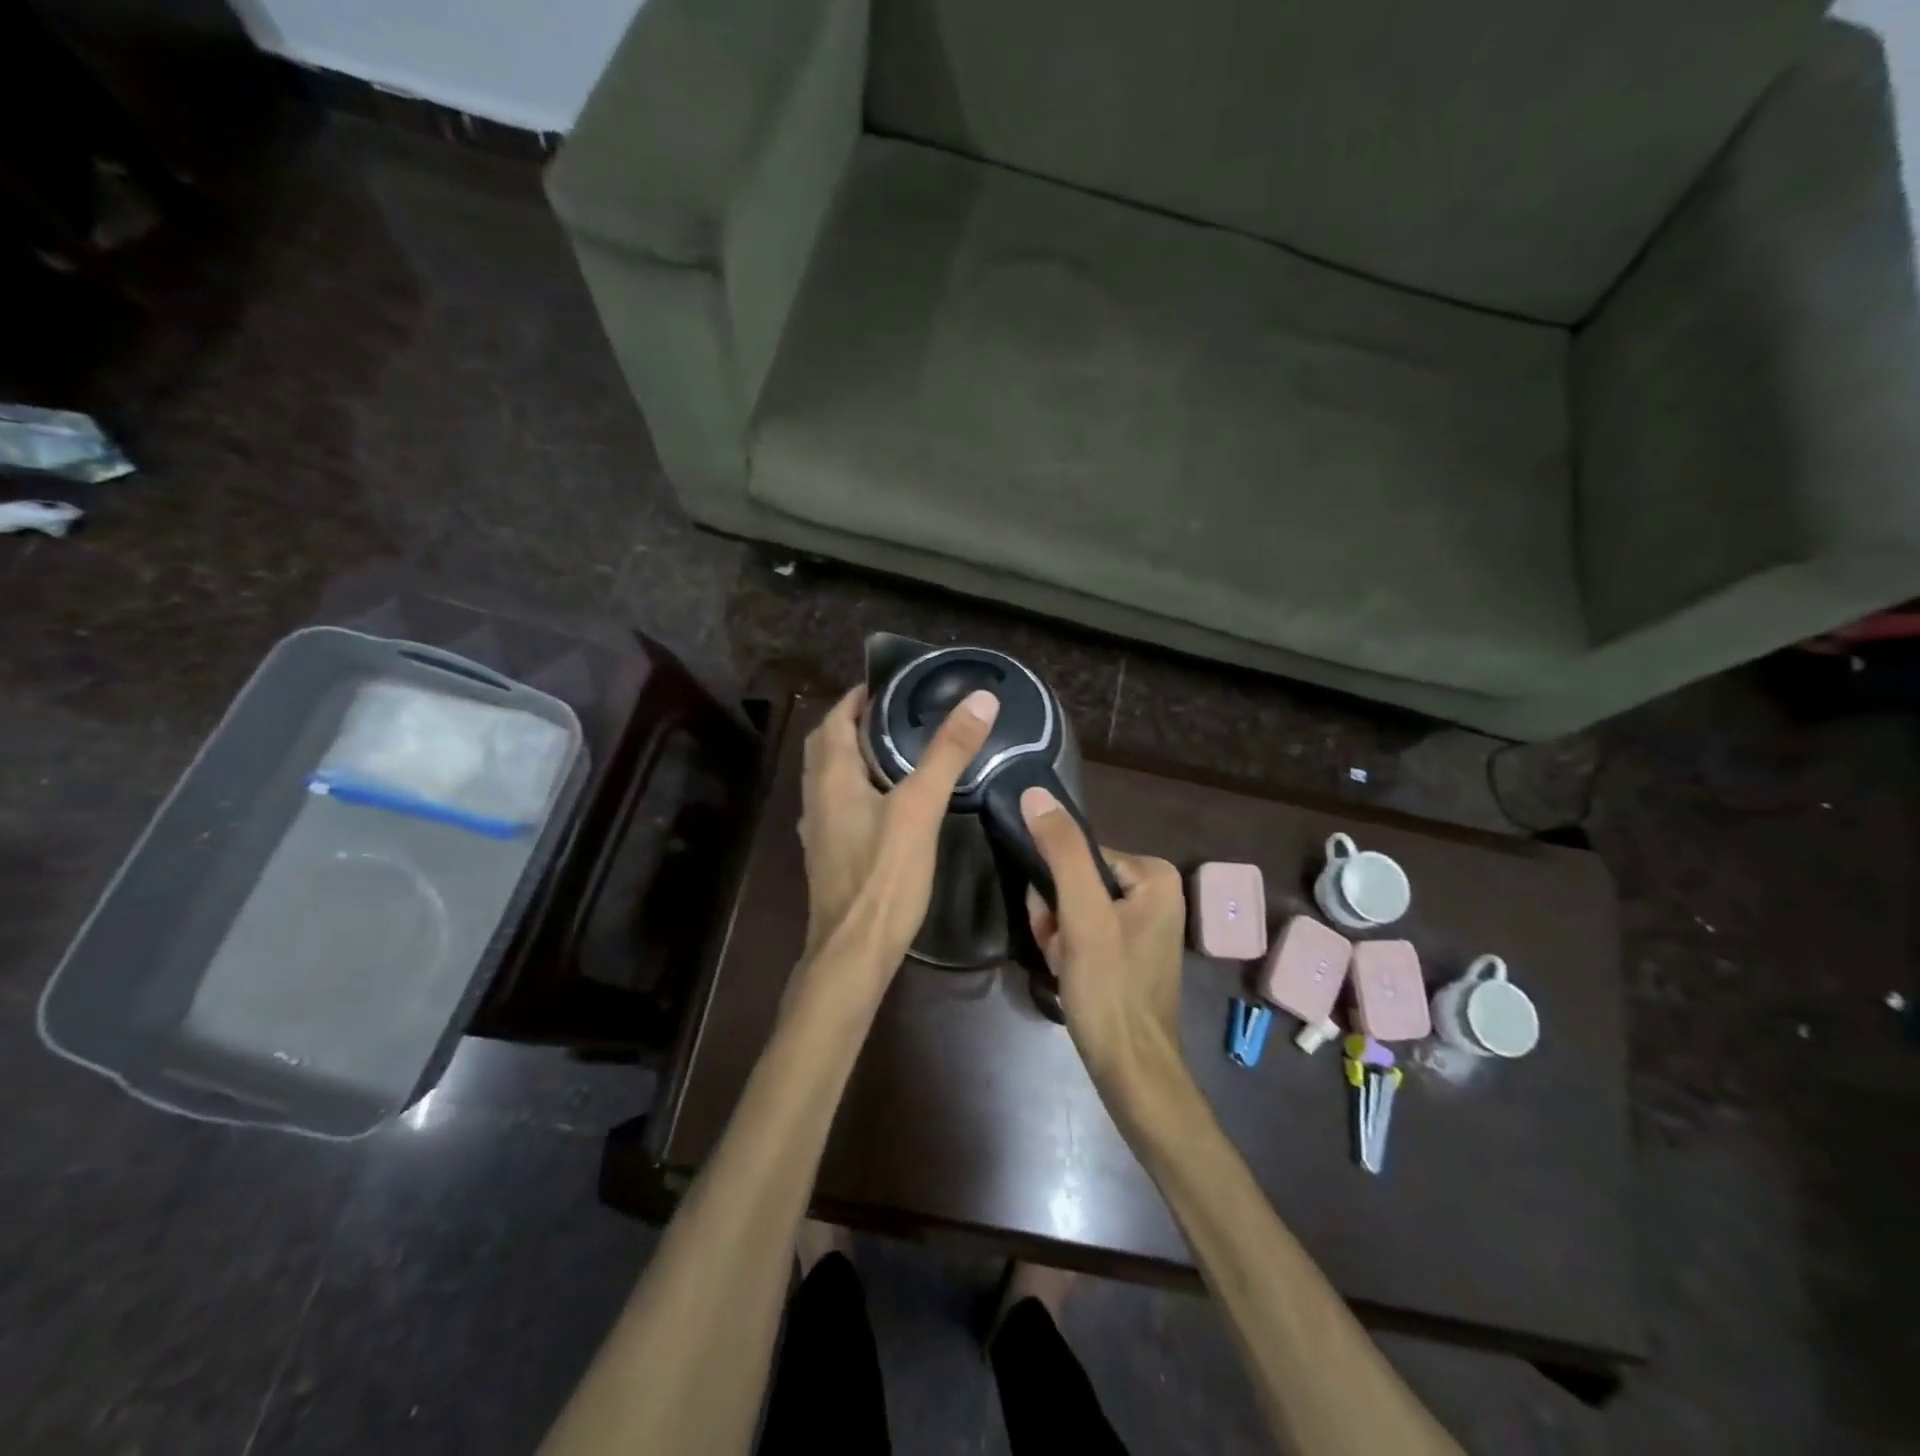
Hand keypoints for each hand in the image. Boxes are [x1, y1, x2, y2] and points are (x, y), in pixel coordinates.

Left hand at [796, 684, 1000, 995]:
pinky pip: (836, 803)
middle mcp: (815, 796)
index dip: (858, 697)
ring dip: (852, 755)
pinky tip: (885, 800)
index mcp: (831, 776)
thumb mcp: (920, 807)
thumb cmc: (884, 875)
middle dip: (853, 723)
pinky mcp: (828, 851)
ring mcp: (818, 827)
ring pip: (829, 775)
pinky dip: (855, 787)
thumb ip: (948, 752)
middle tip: (896, 714)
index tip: (892, 686)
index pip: (835, 718)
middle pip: (827, 744)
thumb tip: (980, 700)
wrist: (853, 949)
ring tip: (894, 750)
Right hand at [1020, 787, 1186, 1106]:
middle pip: (1076, 881)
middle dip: (1057, 916)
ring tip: (1067, 965)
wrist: (1130, 1070)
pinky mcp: (1128, 949)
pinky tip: (1070, 974)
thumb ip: (1061, 852)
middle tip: (1063, 950)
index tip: (1057, 925)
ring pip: (1073, 907)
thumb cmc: (1110, 989)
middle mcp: (1154, 891)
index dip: (1056, 890)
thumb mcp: (1082, 915)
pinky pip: (1084, 930)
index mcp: (1154, 874)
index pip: (1079, 855)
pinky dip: (1068, 950)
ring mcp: (1141, 922)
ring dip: (1058, 934)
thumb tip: (1034, 794)